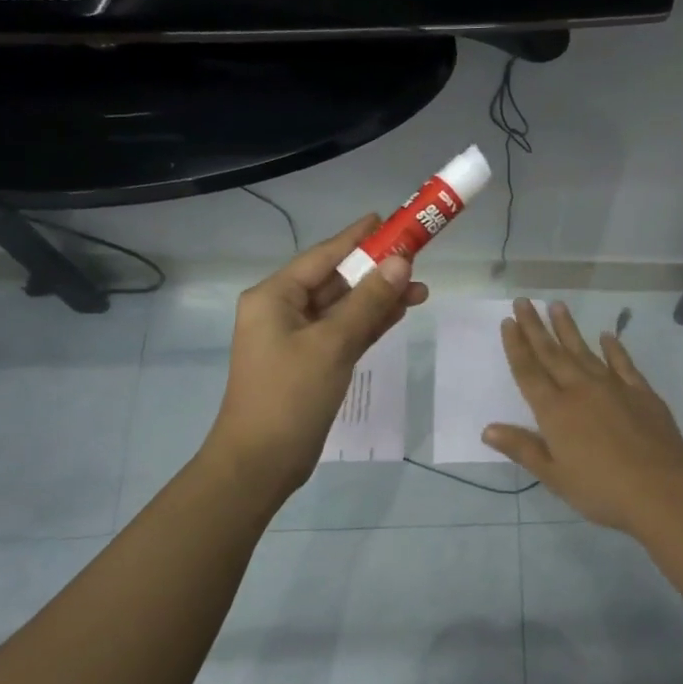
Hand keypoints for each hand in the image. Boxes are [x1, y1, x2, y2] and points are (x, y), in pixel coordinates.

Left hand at [207, 215, 427, 495]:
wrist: (261, 462)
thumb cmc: (290, 396)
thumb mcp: (332, 344)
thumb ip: (368, 301)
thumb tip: (401, 261)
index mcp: (274, 296)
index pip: (323, 255)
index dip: (358, 237)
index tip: (390, 220)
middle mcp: (283, 311)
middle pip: (336, 280)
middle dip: (375, 270)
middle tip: (417, 257)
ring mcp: (297, 338)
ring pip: (344, 307)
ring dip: (378, 298)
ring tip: (421, 288)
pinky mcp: (312, 362)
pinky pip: (345, 331)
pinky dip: (370, 323)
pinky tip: (399, 311)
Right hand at [482, 299, 682, 533]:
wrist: (662, 489)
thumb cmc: (601, 490)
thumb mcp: (555, 476)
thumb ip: (523, 448)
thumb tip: (488, 429)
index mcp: (555, 411)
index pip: (529, 372)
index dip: (516, 346)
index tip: (508, 322)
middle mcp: (580, 390)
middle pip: (552, 353)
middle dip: (535, 327)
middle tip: (524, 302)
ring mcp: (613, 387)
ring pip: (584, 351)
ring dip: (568, 329)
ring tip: (557, 305)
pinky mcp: (641, 392)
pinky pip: (623, 363)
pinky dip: (614, 348)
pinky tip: (607, 336)